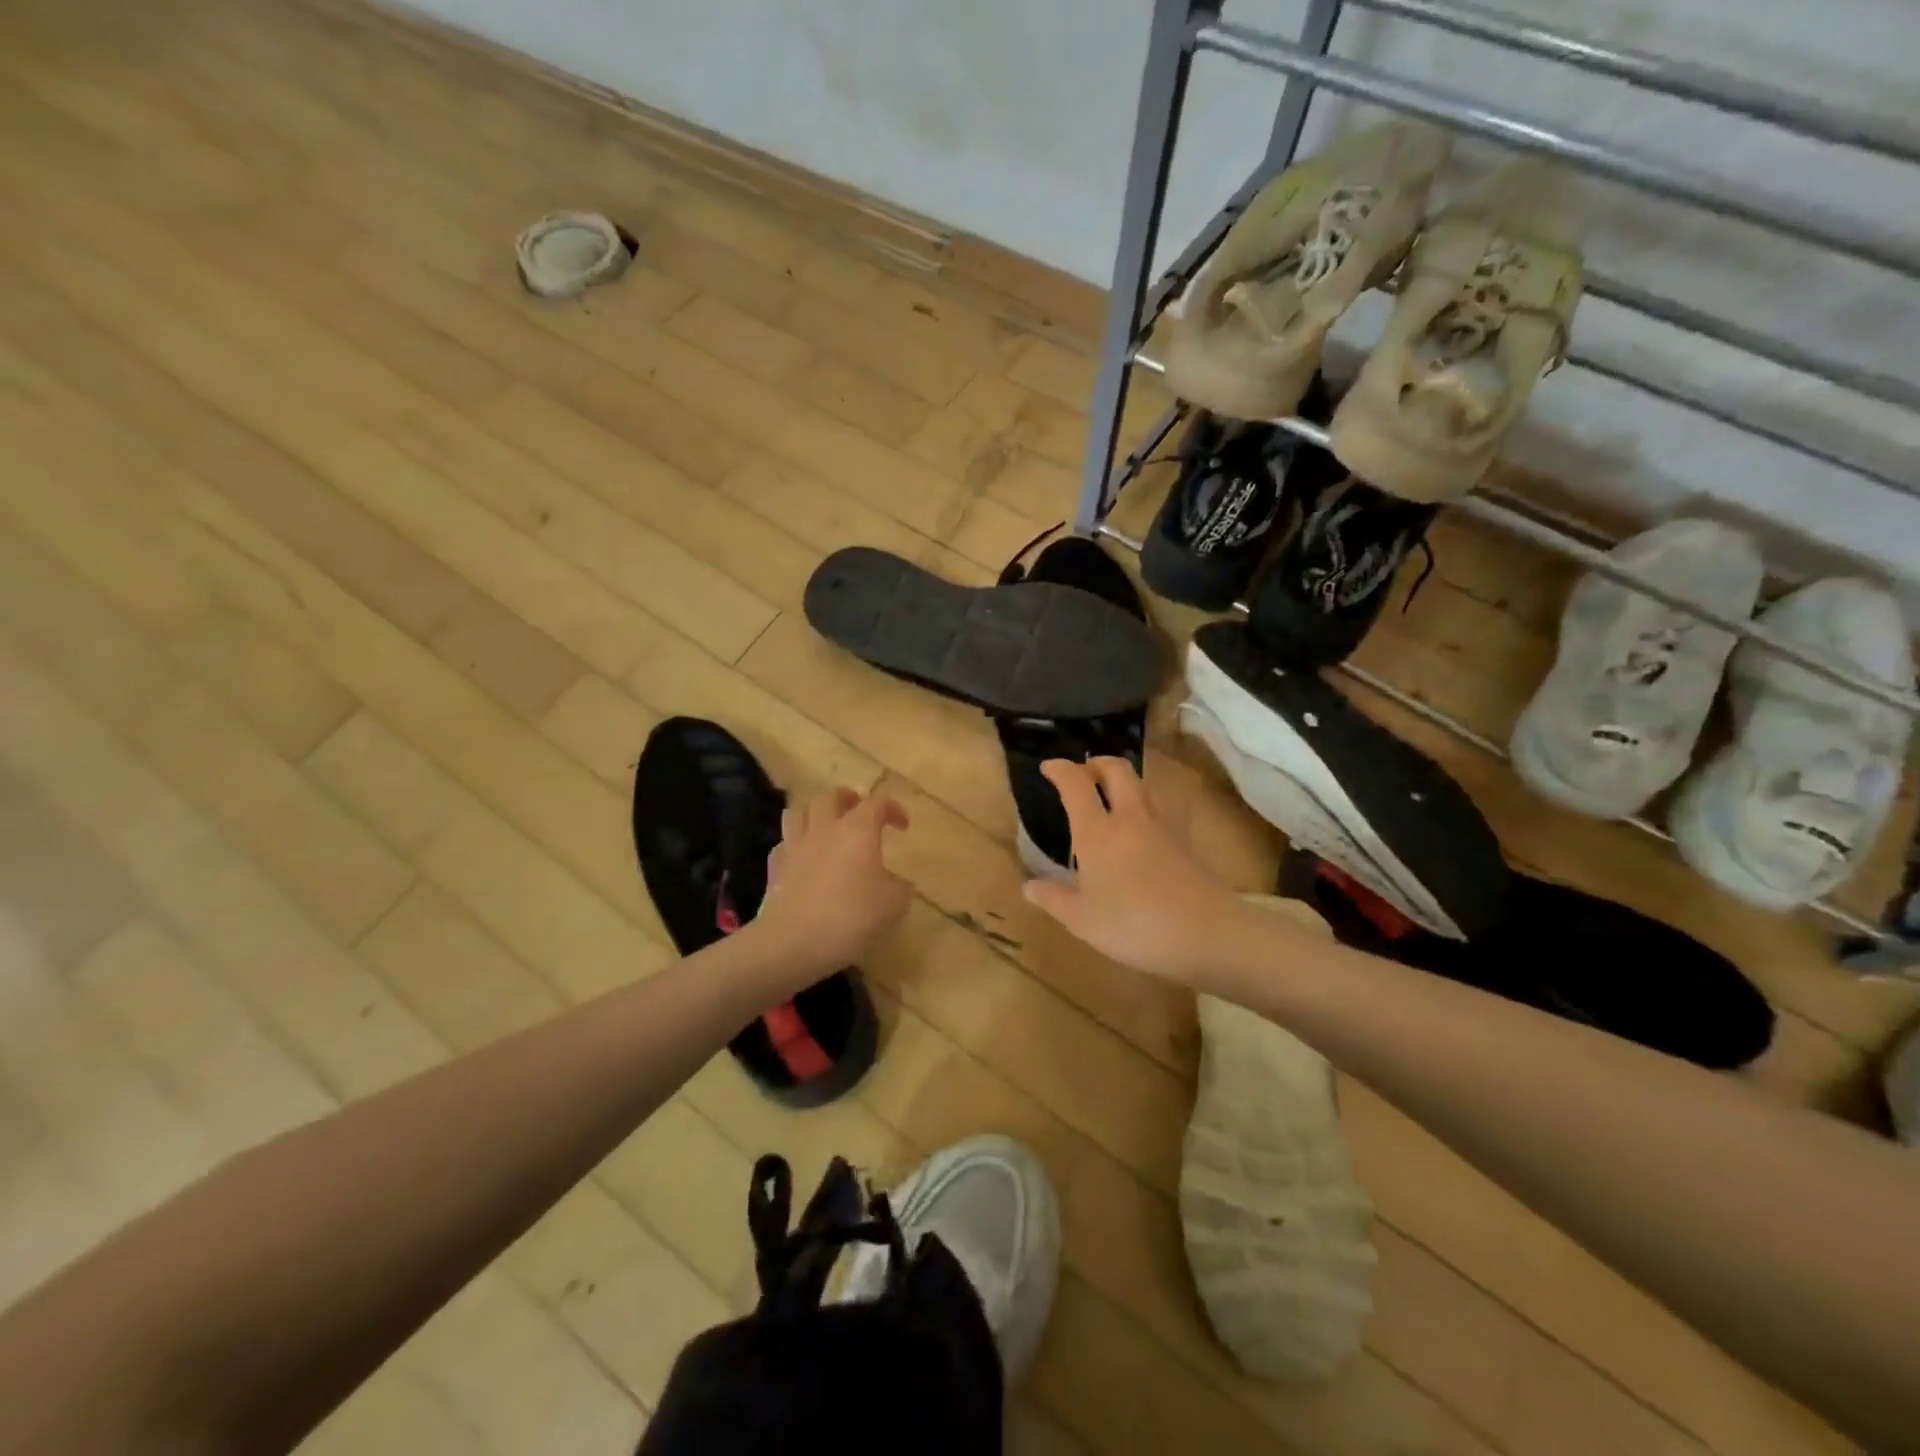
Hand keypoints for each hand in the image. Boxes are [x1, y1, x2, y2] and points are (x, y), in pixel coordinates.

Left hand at [754, 786, 911, 970]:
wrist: (794, 942)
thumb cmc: (851, 916)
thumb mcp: (893, 905)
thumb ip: (901, 888)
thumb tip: (900, 884)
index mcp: (858, 830)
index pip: (877, 804)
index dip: (892, 809)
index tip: (903, 826)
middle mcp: (825, 829)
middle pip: (831, 797)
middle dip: (847, 798)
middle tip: (857, 809)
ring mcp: (795, 846)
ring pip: (799, 812)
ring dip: (814, 813)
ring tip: (825, 825)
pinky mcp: (776, 868)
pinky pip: (784, 844)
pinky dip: (795, 845)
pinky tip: (802, 858)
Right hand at [1021, 757, 1253, 984]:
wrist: (1206, 933)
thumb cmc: (1133, 925)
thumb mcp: (1082, 920)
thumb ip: (1053, 899)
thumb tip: (1028, 886)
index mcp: (1097, 832)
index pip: (1076, 784)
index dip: (1060, 769)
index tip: (1048, 767)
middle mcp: (1130, 818)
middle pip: (1117, 770)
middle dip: (1097, 763)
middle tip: (1084, 773)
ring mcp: (1163, 827)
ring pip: (1143, 785)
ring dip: (1124, 781)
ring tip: (1112, 797)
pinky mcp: (1185, 842)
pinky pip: (1161, 808)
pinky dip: (1145, 805)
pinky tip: (1142, 828)